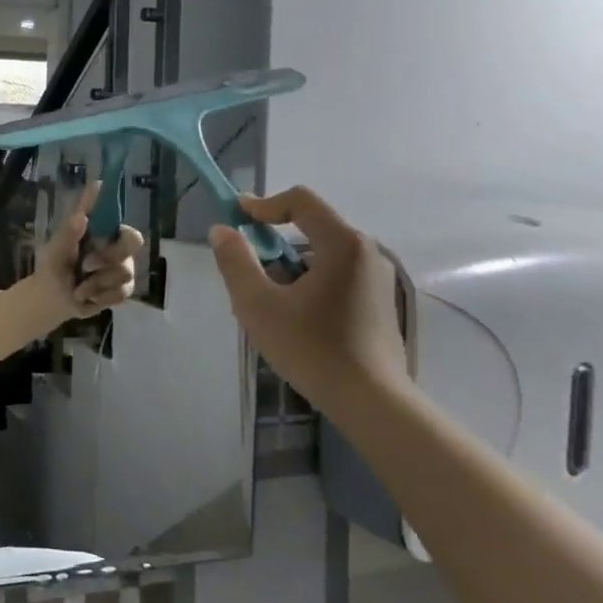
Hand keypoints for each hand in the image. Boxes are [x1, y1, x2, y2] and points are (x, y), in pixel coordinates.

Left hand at [36, 180, 144, 316]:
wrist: (52, 304)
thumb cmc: (52, 270)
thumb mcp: (54, 253)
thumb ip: (67, 235)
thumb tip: (81, 216)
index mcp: (96, 230)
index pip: (110, 211)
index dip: (115, 211)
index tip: (104, 216)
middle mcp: (113, 244)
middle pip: (133, 241)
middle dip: (112, 255)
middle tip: (87, 265)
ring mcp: (121, 266)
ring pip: (125, 271)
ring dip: (98, 282)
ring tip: (78, 289)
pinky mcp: (122, 288)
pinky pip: (122, 291)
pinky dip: (102, 297)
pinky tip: (87, 298)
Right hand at [208, 186, 407, 411]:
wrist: (371, 401)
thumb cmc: (311, 347)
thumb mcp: (257, 304)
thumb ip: (236, 262)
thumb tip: (222, 230)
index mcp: (342, 244)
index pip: (301, 201)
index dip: (263, 204)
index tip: (235, 218)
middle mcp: (367, 252)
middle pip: (312, 227)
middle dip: (274, 242)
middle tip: (247, 272)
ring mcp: (377, 279)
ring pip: (323, 255)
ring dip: (290, 267)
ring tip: (268, 304)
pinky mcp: (379, 303)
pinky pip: (337, 276)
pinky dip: (310, 283)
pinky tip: (295, 319)